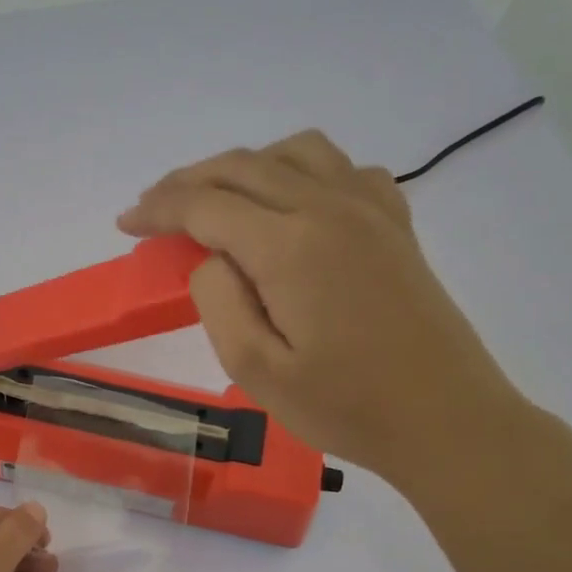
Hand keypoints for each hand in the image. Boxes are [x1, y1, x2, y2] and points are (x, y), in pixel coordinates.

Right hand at [118, 129, 535, 493]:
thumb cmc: (346, 407)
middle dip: (186, 181)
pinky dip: (301, 170)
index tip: (126, 224)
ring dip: (243, 166)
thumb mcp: (257, 371)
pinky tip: (292, 204)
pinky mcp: (395, 223)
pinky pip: (341, 168)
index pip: (205, 205)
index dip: (158, 209)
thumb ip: (217, 301)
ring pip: (293, 152)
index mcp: (289, 246)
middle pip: (243, 167)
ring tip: (216, 200)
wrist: (446, 420)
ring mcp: (370, 209)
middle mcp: (329, 207)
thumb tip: (210, 258)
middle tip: (152, 210)